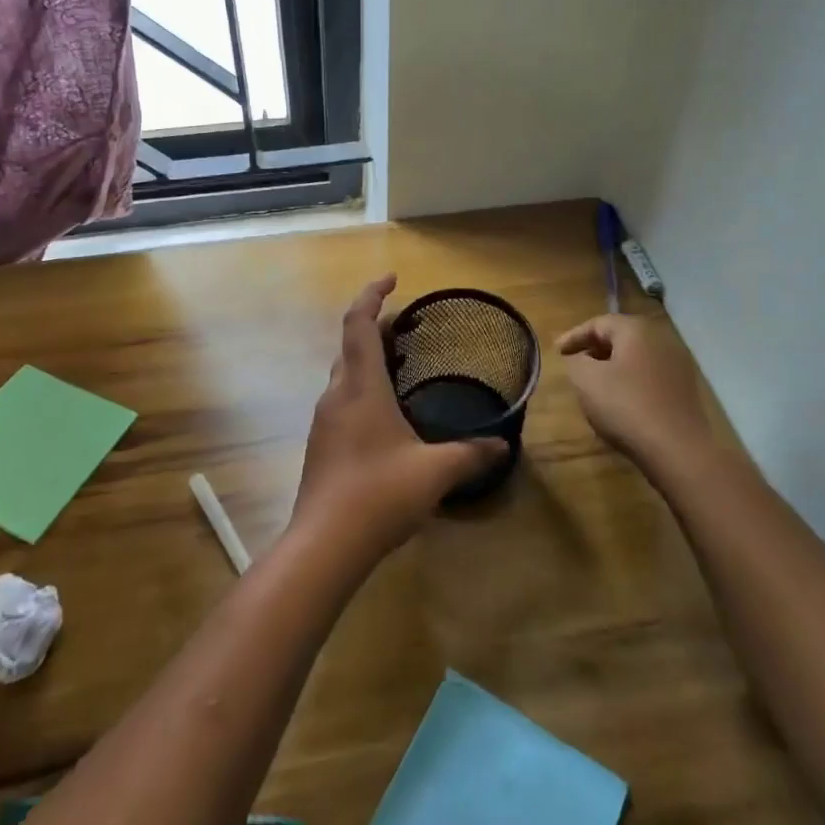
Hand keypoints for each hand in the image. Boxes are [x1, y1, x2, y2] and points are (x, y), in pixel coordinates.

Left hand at [292, 276, 505, 561]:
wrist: (324, 545)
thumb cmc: (379, 495)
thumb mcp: (434, 472)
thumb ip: (470, 455)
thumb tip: (501, 446)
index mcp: (361, 387)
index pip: (359, 323)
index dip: (372, 295)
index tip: (392, 279)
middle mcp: (337, 395)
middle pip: (350, 344)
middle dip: (376, 326)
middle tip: (407, 326)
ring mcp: (325, 421)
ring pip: (345, 373)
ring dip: (368, 358)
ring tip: (400, 364)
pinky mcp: (322, 445)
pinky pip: (343, 399)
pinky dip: (363, 387)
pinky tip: (386, 414)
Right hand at [558, 313, 714, 475]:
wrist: (677, 449)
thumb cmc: (626, 406)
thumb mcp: (586, 380)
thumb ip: (575, 361)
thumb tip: (578, 358)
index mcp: (636, 330)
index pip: (598, 323)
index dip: (573, 336)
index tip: (556, 352)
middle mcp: (661, 339)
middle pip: (620, 336)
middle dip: (594, 348)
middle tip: (573, 363)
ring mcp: (677, 364)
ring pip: (636, 356)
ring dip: (612, 365)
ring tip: (593, 382)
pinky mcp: (684, 388)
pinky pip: (649, 374)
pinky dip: (630, 379)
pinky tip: (619, 399)